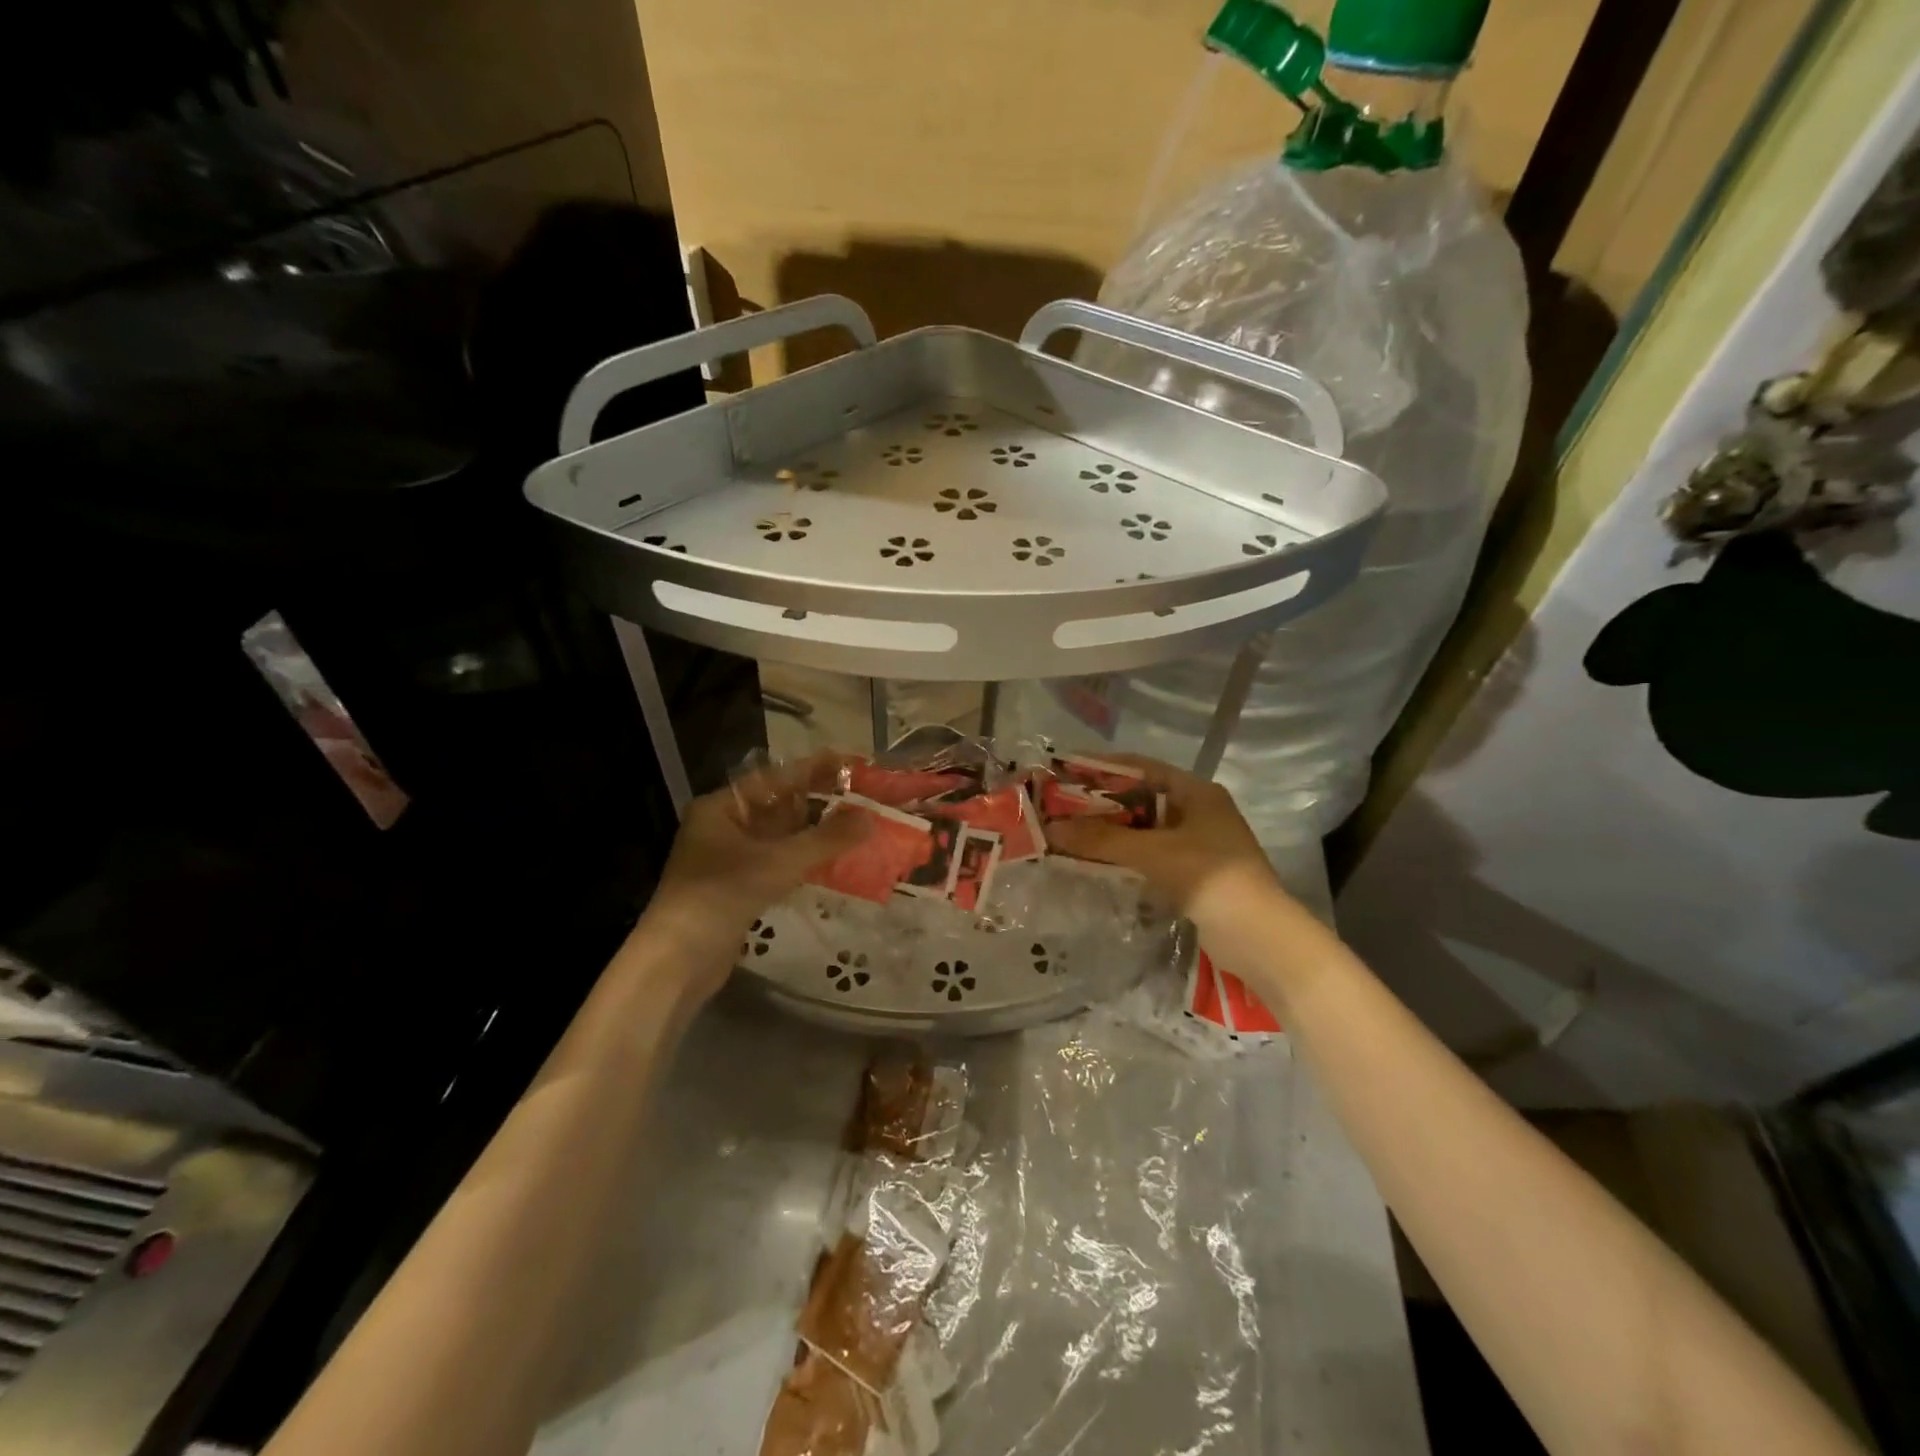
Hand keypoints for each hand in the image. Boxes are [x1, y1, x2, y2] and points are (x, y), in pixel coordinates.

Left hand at [648, 753, 868, 941]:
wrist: (678, 961)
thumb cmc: (721, 896)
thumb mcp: (778, 862)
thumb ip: (826, 839)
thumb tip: (869, 818)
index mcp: (721, 808)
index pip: (774, 778)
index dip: (814, 769)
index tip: (851, 763)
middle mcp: (724, 827)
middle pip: (778, 806)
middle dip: (819, 801)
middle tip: (862, 795)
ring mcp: (730, 860)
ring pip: (780, 837)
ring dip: (815, 832)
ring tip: (858, 823)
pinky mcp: (739, 889)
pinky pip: (778, 863)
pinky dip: (805, 858)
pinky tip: (835, 858)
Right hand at [1043, 754, 1277, 924]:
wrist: (1260, 937)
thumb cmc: (1211, 878)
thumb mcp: (1154, 853)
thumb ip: (1103, 839)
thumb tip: (1052, 827)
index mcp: (1197, 792)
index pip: (1142, 767)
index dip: (1103, 767)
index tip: (1066, 769)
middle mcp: (1198, 811)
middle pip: (1141, 798)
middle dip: (1101, 803)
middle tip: (1060, 806)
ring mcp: (1197, 844)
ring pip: (1144, 829)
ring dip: (1111, 831)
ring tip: (1069, 833)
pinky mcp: (1193, 873)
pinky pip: (1151, 854)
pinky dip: (1125, 855)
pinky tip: (1096, 861)